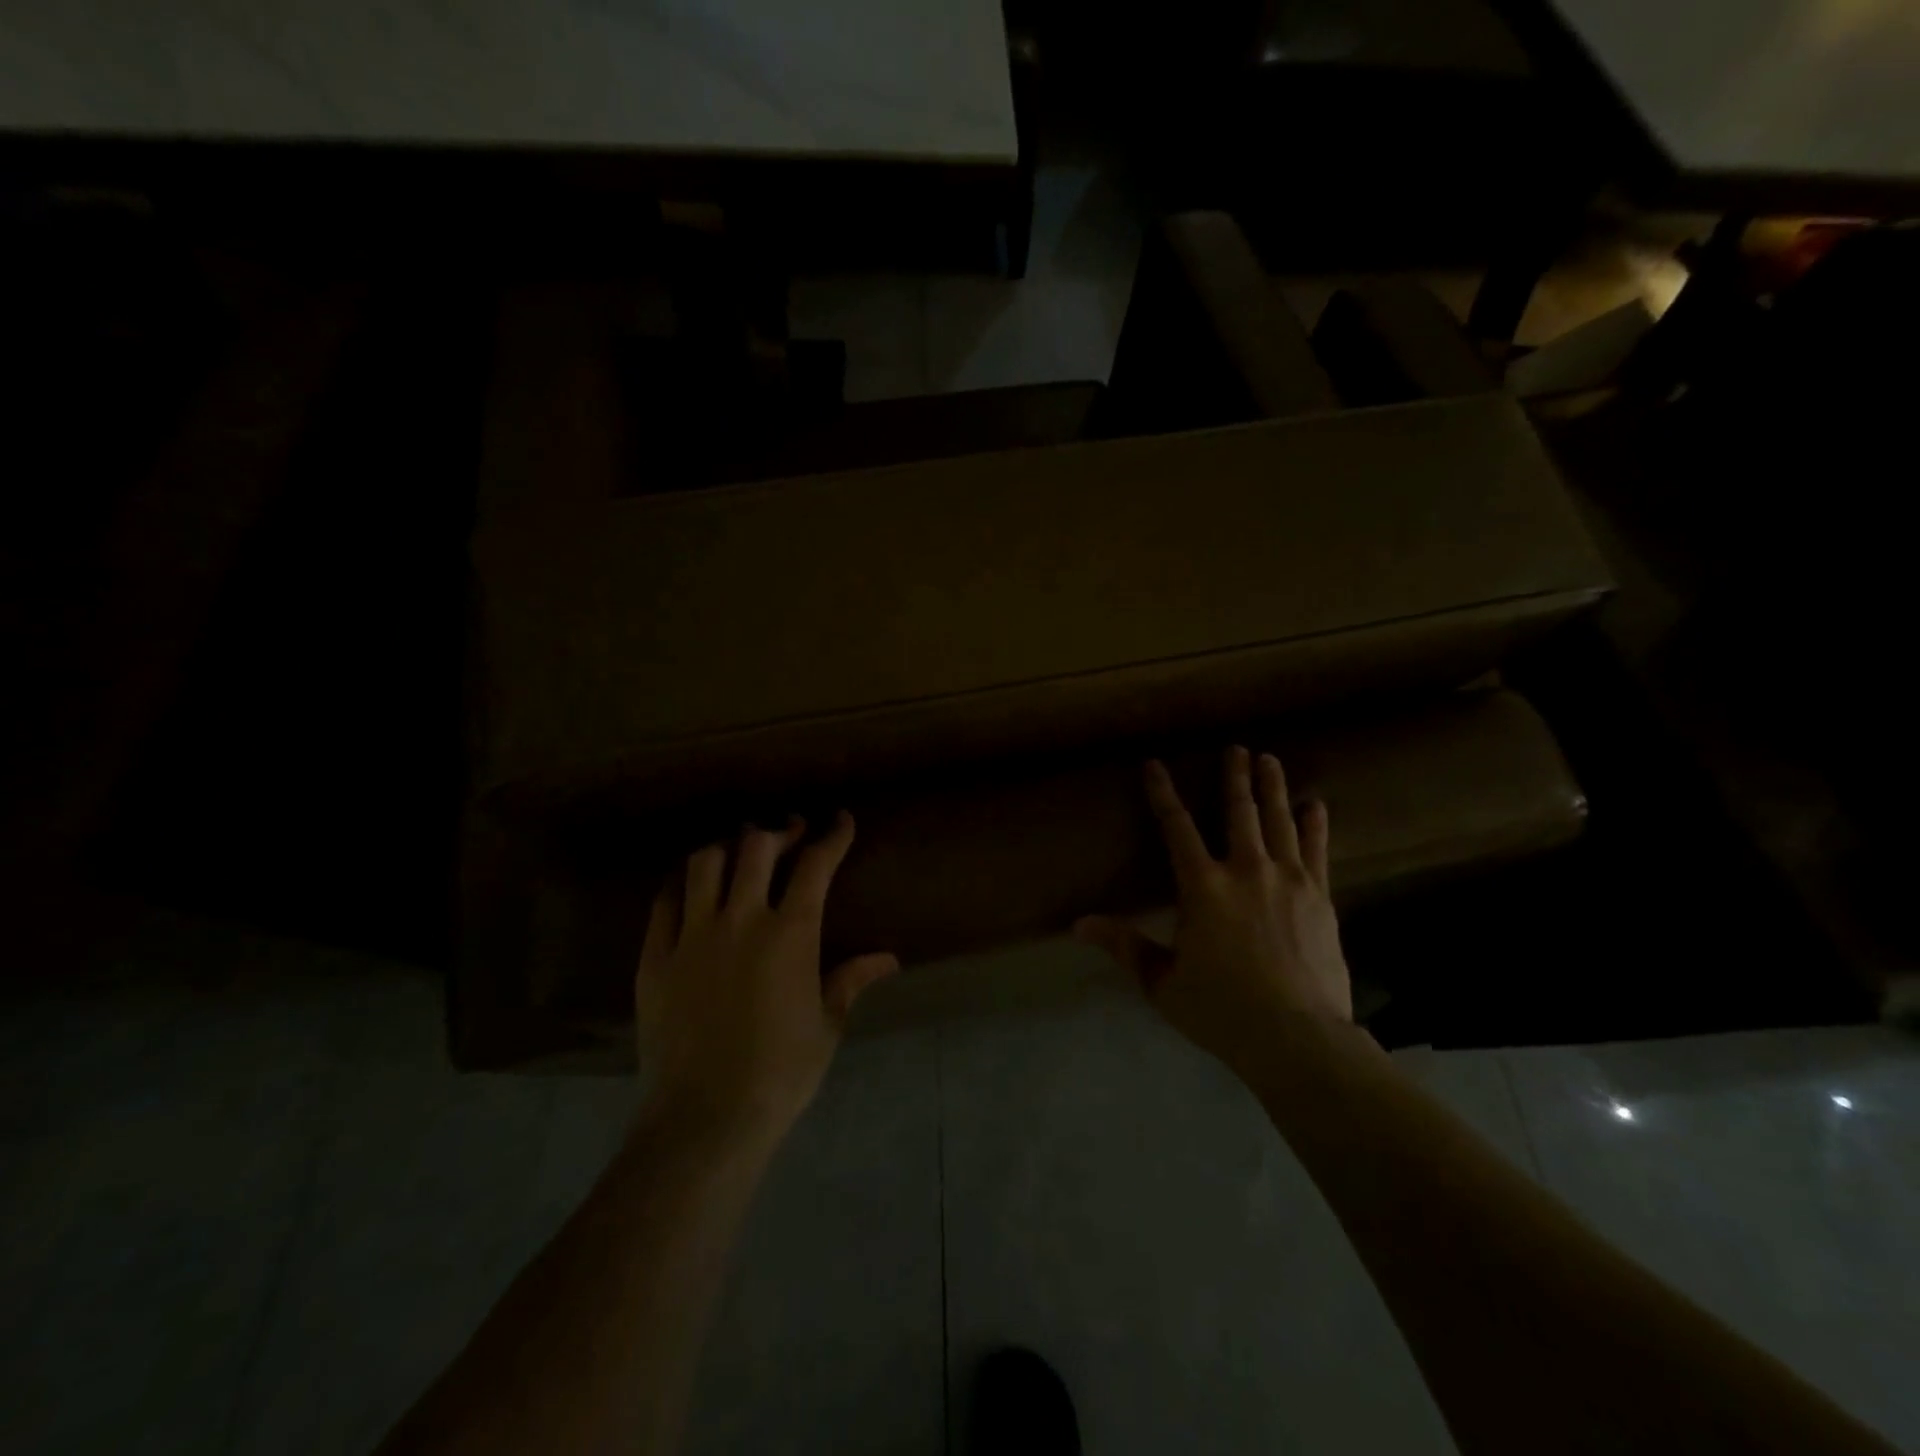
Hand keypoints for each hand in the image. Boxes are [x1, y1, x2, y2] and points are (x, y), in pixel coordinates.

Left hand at [635, 812, 898, 1144]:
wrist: (705, 1119)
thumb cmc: (780, 1073)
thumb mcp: (826, 1025)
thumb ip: (851, 981)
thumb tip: (889, 959)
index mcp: (790, 934)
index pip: (815, 865)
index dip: (832, 836)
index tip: (840, 820)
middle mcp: (740, 919)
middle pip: (756, 847)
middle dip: (779, 830)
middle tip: (791, 831)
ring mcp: (692, 935)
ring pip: (705, 862)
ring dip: (728, 847)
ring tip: (739, 852)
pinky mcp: (656, 957)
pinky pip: (664, 901)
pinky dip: (682, 882)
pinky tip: (692, 885)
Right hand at [1076, 747, 1352, 1082]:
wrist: (1297, 1038)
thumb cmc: (1221, 1009)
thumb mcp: (1162, 981)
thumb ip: (1124, 945)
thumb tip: (1078, 924)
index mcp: (1202, 887)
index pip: (1176, 827)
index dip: (1163, 793)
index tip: (1155, 764)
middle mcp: (1245, 870)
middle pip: (1238, 812)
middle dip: (1235, 777)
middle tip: (1237, 748)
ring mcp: (1289, 880)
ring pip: (1278, 821)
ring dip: (1273, 788)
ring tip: (1269, 760)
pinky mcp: (1320, 898)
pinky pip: (1317, 850)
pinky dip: (1315, 825)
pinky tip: (1316, 805)